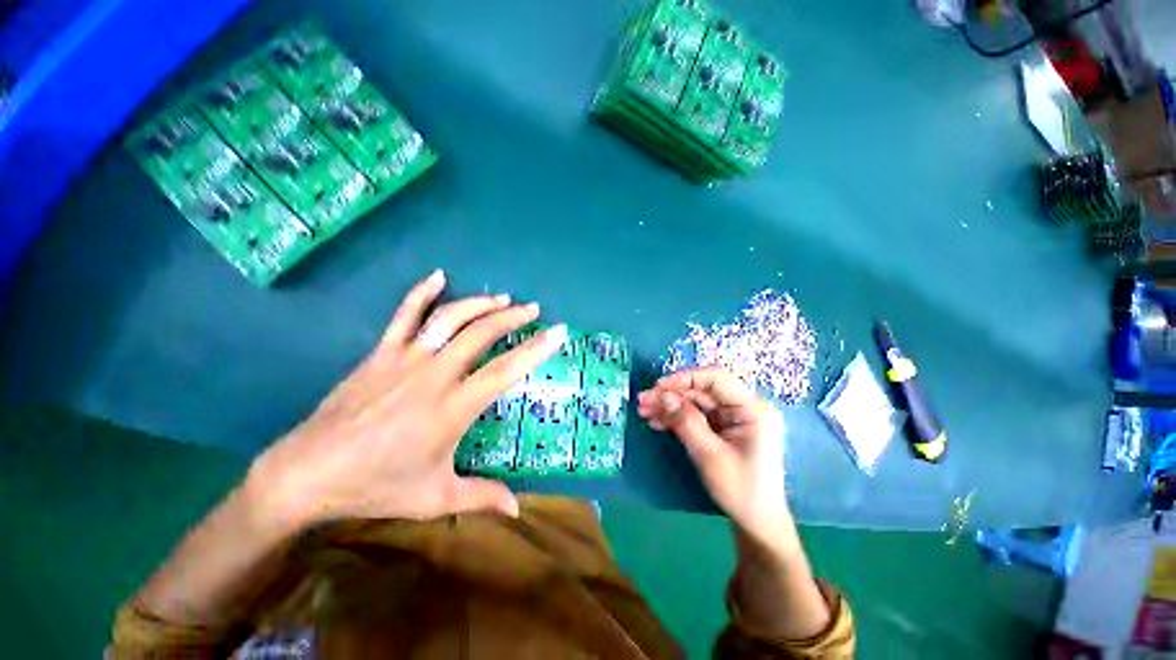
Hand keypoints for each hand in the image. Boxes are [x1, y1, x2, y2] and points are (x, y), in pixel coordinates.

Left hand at [247, 269, 566, 530]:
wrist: (307, 474)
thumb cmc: (375, 487)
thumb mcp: (435, 498)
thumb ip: (481, 498)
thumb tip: (516, 509)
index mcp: (452, 409)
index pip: (505, 370)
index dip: (535, 349)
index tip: (557, 332)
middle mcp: (433, 376)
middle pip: (481, 334)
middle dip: (512, 318)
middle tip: (534, 309)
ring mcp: (405, 360)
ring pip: (449, 319)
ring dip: (480, 304)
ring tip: (503, 299)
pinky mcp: (380, 354)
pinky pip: (403, 315)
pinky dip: (421, 292)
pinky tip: (439, 276)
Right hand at [637, 368, 788, 543]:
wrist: (755, 522)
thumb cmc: (740, 489)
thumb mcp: (709, 454)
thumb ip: (686, 421)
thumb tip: (662, 396)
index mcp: (752, 409)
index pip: (716, 378)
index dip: (685, 378)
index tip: (658, 387)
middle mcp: (743, 407)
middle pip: (702, 390)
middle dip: (671, 394)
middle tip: (643, 401)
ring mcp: (732, 418)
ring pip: (695, 402)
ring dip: (669, 405)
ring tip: (644, 411)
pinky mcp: (722, 428)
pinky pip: (696, 415)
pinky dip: (676, 417)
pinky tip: (657, 421)